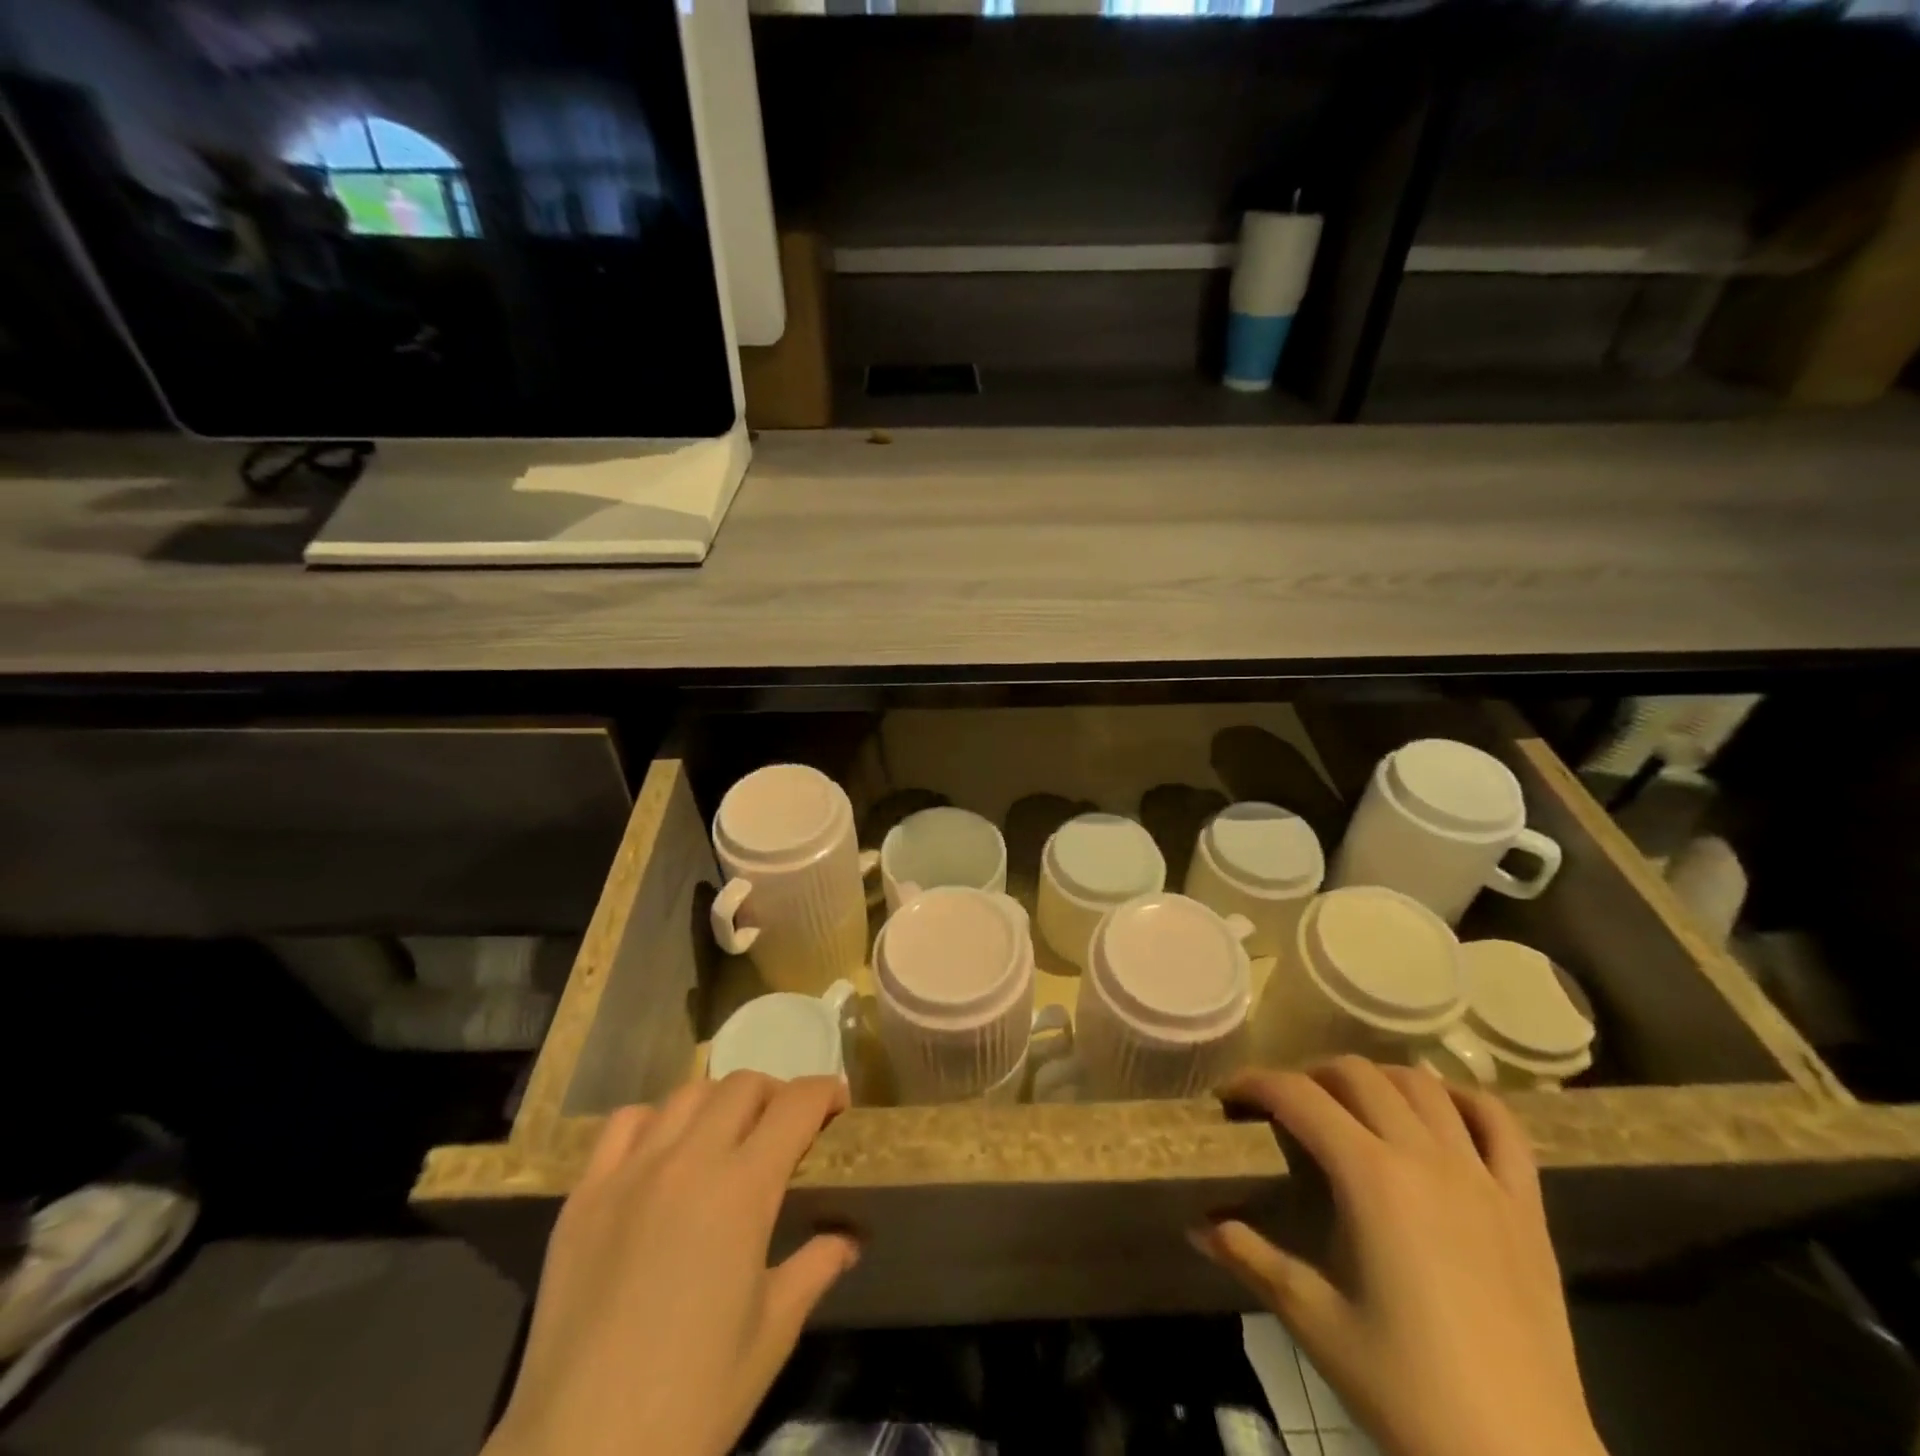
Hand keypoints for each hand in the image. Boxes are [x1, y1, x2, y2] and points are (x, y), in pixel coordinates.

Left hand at [487, 1074, 858, 1455]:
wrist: (581, 1455)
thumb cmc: (694, 1399)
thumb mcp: (773, 1333)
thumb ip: (815, 1267)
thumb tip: (849, 1239)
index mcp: (743, 1189)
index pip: (795, 1105)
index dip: (825, 1091)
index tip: (838, 1101)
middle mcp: (689, 1160)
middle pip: (743, 1085)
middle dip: (776, 1095)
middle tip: (785, 1128)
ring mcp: (630, 1172)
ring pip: (687, 1094)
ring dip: (720, 1103)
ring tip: (726, 1136)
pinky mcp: (584, 1195)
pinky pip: (625, 1124)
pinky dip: (655, 1121)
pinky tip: (661, 1154)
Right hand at [1194, 1059, 1604, 1455]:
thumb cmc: (1406, 1390)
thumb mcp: (1313, 1321)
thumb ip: (1251, 1258)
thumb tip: (1193, 1228)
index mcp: (1369, 1177)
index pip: (1297, 1096)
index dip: (1254, 1083)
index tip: (1229, 1096)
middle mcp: (1424, 1157)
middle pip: (1357, 1074)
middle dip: (1309, 1076)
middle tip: (1287, 1108)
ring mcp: (1482, 1176)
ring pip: (1422, 1084)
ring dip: (1378, 1079)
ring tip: (1353, 1104)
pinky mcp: (1526, 1205)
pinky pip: (1501, 1124)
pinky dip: (1465, 1100)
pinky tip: (1440, 1112)